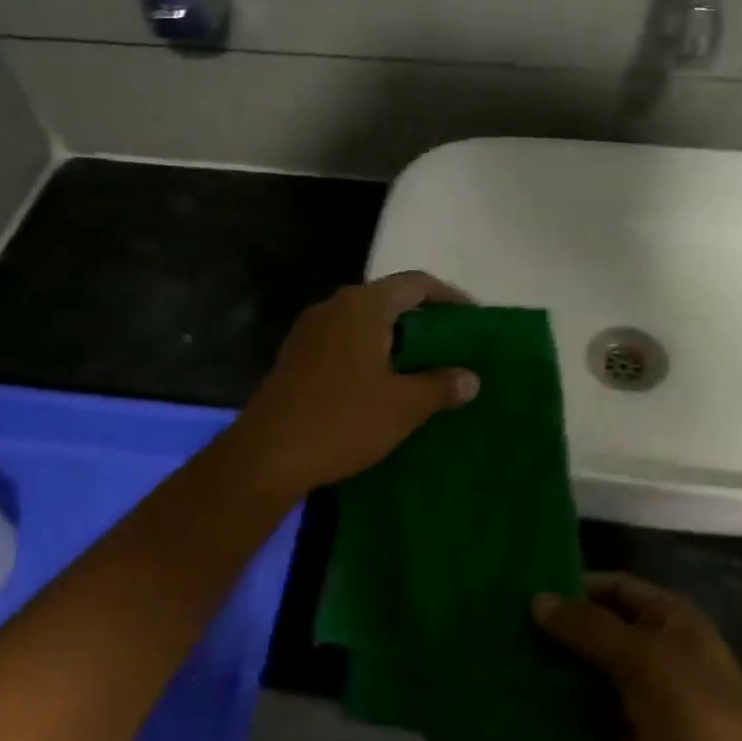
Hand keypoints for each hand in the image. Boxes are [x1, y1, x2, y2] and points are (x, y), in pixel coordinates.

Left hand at [225, 272, 479, 501]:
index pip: (416, 283)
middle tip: (455, 346)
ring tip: (426, 367)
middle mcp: (334, 307)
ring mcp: (310, 331)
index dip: (450, 297)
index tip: (475, 319)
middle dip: (425, 320)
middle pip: (390, 300)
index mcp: (362, 306)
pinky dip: (373, 354)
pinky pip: (346, 342)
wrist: (266, 456)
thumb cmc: (341, 421)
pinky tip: (386, 384)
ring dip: (398, 340)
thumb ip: (441, 386)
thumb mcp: (403, 406)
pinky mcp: (298, 356)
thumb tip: (470, 378)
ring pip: (366, 323)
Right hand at [533, 573, 741, 740]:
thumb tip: (538, 597)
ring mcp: (665, 706)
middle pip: (608, 632)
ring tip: (513, 673)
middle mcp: (670, 655)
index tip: (525, 591)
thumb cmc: (700, 725)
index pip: (617, 586)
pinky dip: (580, 723)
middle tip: (509, 634)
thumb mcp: (644, 663)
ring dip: (567, 678)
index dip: (575, 585)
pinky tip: (538, 723)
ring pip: (604, 680)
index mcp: (676, 622)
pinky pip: (609, 725)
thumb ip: (590, 628)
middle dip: (564, 633)